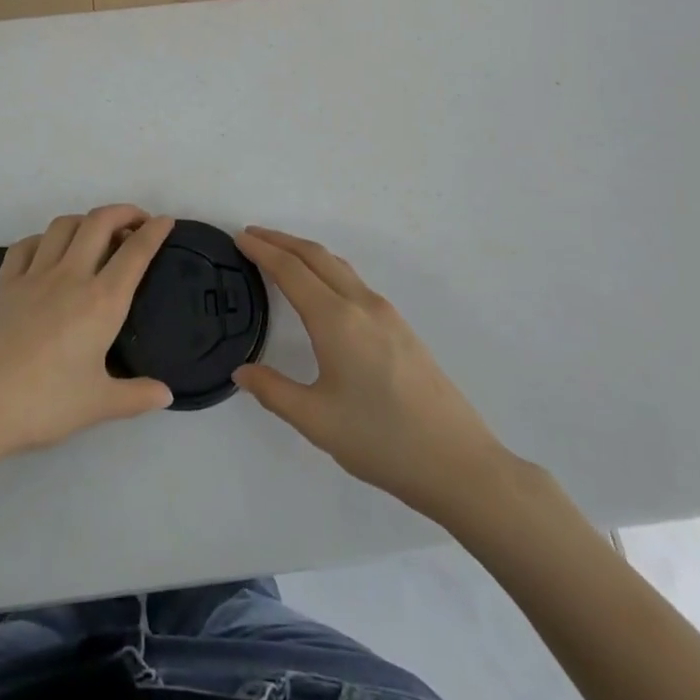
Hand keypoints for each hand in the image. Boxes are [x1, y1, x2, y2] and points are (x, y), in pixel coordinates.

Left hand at [0, 206, 174, 470]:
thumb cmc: (42, 404)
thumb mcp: (97, 406)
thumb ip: (135, 396)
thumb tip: (166, 394)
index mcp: (100, 301)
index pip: (135, 253)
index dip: (154, 231)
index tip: (166, 221)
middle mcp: (70, 276)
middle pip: (99, 222)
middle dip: (123, 212)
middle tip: (137, 221)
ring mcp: (33, 275)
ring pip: (63, 226)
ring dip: (85, 220)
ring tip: (96, 233)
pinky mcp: (4, 283)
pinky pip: (27, 245)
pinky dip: (44, 239)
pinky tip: (47, 251)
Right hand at [232, 227, 511, 519]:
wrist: (459, 463)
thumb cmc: (382, 441)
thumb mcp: (316, 421)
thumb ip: (273, 391)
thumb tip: (241, 372)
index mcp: (336, 320)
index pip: (291, 270)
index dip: (263, 251)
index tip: (240, 238)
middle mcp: (361, 304)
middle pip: (315, 256)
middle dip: (282, 241)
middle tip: (253, 236)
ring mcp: (386, 314)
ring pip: (338, 266)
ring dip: (306, 253)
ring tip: (281, 255)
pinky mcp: (401, 328)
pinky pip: (354, 281)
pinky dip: (327, 269)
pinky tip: (322, 290)